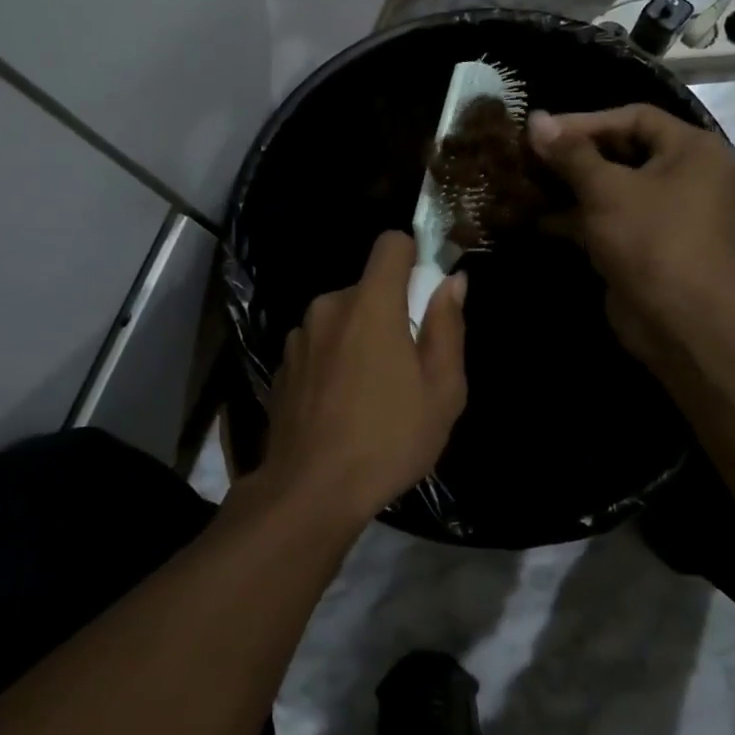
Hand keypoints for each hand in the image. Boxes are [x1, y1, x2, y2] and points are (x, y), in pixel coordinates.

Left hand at [259, 232, 468, 523]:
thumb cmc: (389, 439)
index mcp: (370, 304)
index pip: (391, 244)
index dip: (413, 257)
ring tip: (373, 392)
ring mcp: (299, 336)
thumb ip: (447, 327)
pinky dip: (334, 360)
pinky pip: (319, 345)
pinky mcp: (282, 365)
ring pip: (342, 318)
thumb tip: (452, 282)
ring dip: (360, 338)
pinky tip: (341, 406)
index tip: (424, 292)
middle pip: (368, 287)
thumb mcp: (442, 390)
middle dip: (390, 312)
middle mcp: (328, 307)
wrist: (311, 490)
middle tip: (407, 364)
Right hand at [527, 105, 734, 368]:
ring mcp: (664, 212)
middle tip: (530, 154)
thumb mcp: (606, 189)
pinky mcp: (644, 243)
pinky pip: (607, 218)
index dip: (586, 121)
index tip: (542, 131)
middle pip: (621, 151)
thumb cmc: (649, 239)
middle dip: (573, 155)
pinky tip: (535, 217)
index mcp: (691, 149)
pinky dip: (576, 216)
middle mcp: (684, 175)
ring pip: (611, 187)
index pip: (634, 117)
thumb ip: (570, 153)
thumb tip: (535, 119)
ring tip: (525, 182)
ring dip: (569, 186)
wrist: (679, 319)